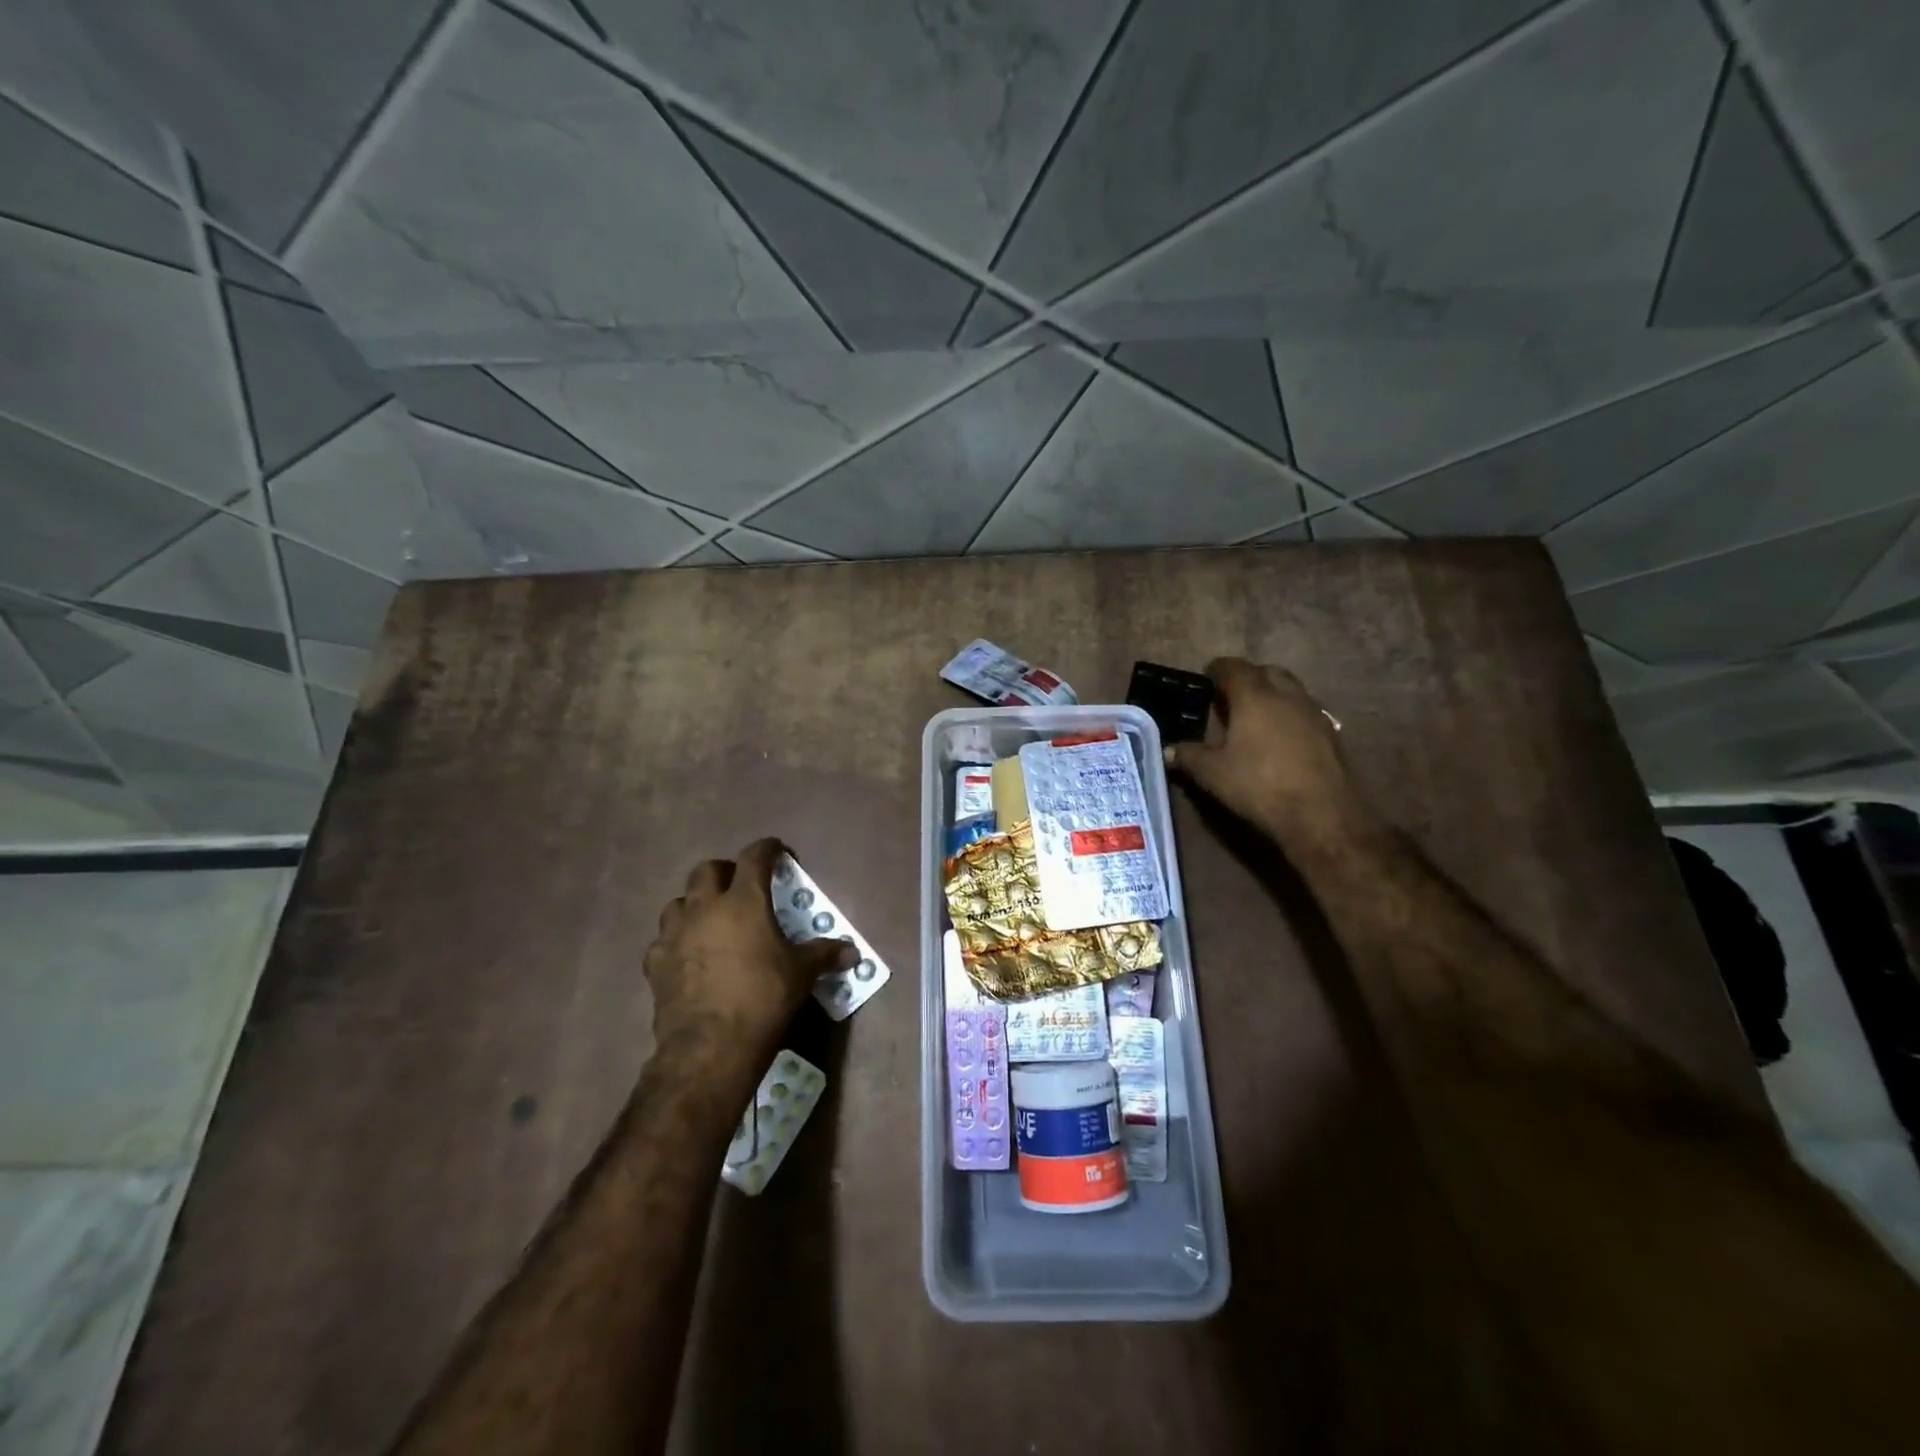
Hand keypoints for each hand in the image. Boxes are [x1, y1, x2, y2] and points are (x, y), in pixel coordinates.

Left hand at [644, 839, 856, 1047]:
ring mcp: (674, 935)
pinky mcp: (655, 964)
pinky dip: (676, 941)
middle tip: (741, 886)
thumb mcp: (801, 974)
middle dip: (725, 871)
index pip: (755, 857)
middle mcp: (705, 908)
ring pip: (678, 902)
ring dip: (695, 903)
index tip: (779, 851)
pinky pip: (662, 940)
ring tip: (710, 919)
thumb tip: (852, 952)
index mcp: (744, 901)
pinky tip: (687, 955)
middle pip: (707, 870)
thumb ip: (824, 954)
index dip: (768, 849)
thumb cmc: (763, 998)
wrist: (709, 1046)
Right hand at [1165, 659, 1366, 839]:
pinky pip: (1305, 712)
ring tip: (1254, 719)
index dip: (1216, 670)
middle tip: (1229, 698)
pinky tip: (1280, 740)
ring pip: (1290, 690)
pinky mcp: (1332, 734)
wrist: (1322, 816)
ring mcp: (1314, 713)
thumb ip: (1188, 756)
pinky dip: (1289, 716)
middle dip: (1247, 678)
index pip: (1233, 668)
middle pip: (1266, 672)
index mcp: (1254, 696)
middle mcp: (1287, 695)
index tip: (1205, 679)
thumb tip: (1167, 750)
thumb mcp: (1212, 773)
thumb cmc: (1259, 785)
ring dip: (1272, 695)